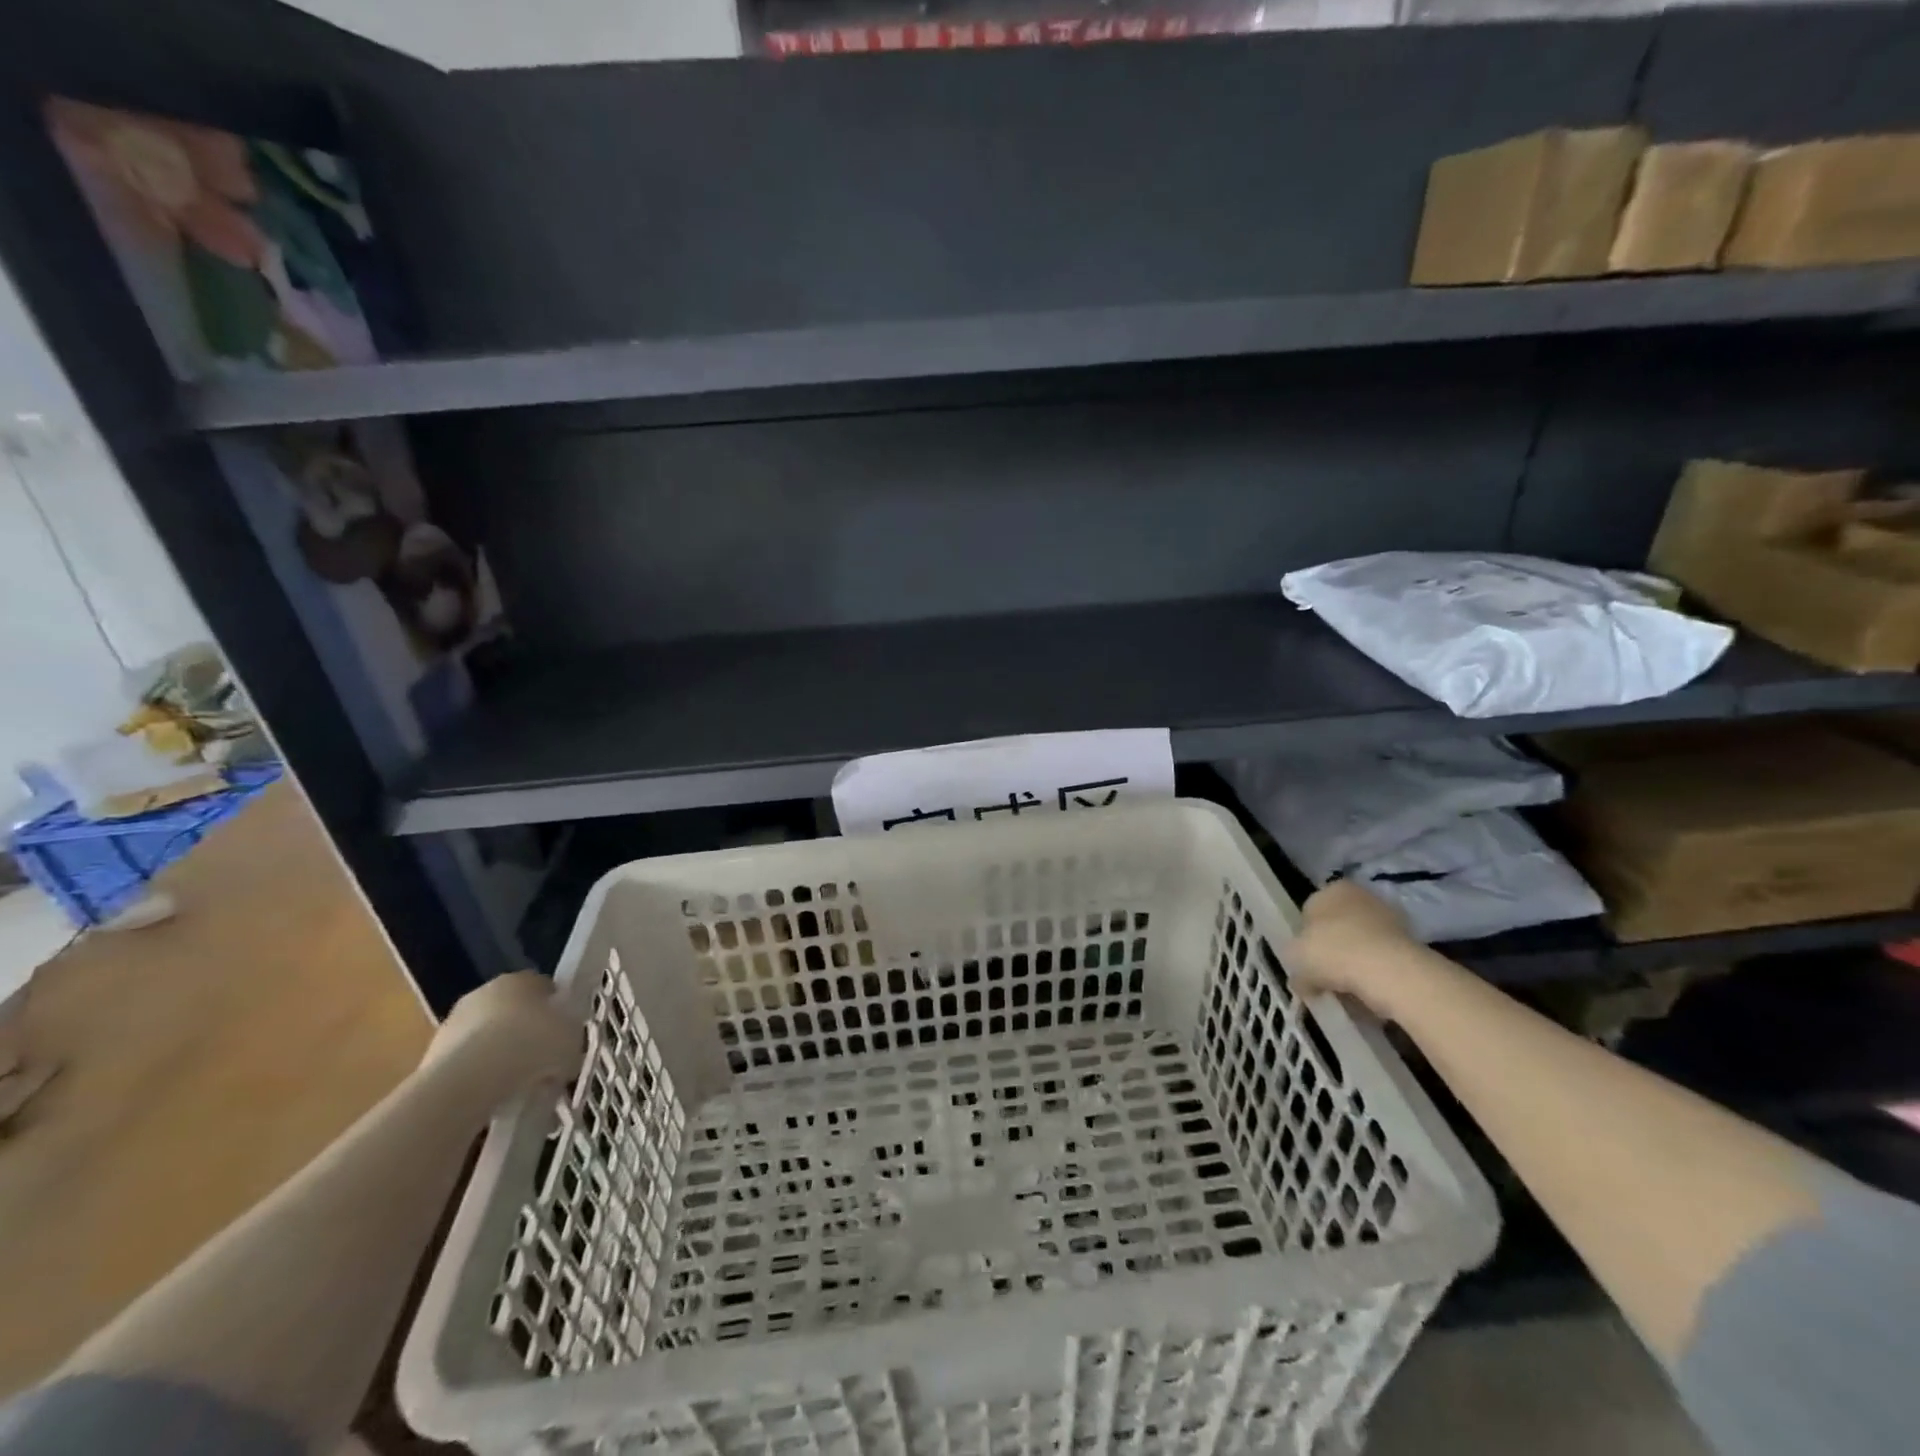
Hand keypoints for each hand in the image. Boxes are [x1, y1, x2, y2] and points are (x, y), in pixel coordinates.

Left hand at [422, 971, 582, 1104]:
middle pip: (512, 1011)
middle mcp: (485, 992)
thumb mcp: (571, 1043)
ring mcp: (454, 1022)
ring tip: (517, 1088)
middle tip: (542, 1062)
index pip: (543, 988)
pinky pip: (467, 1064)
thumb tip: (564, 1056)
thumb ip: (570, 1042)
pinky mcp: (432, 1055)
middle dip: (525, 1033)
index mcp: (521, 979)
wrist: (469, 1080)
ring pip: (486, 1038)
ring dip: (499, 1056)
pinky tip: (491, 1098)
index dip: (556, 1010)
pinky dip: (479, 1078)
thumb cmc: (531, 1046)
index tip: (564, 1035)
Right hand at [1289, 880, 1419, 1009]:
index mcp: (1330, 890)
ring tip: (1348, 992)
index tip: (1305, 963)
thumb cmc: (1332, 952)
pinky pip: (1383, 961)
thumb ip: (1295, 965)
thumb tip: (1303, 980)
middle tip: (1324, 979)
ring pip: (1362, 945)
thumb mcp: (1294, 958)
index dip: (1305, 940)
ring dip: (1355, 964)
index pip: (1309, 913)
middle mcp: (1361, 896)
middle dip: (1332, 951)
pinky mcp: (1411, 944)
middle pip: (1338, 928)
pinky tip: (1369, 994)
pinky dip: (1376, 975)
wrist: (1389, 971)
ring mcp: (1390, 918)